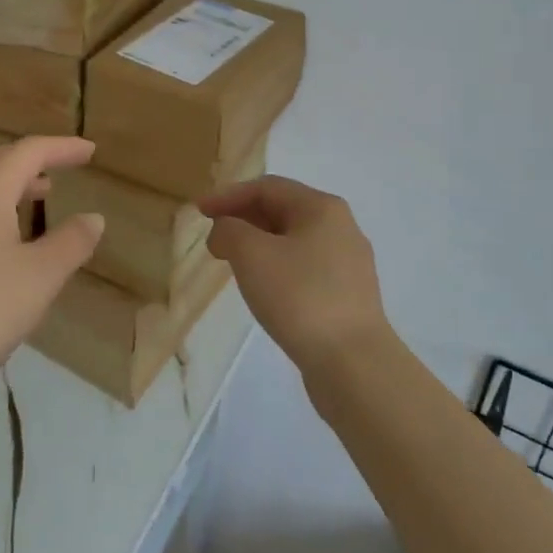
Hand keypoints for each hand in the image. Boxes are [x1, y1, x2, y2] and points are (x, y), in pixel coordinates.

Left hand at [0, 137, 104, 399]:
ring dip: (9, 182)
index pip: (28, 152)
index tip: (90, 150)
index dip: (62, 147)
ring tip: (37, 199)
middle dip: (30, 158)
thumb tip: (93, 217)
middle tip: (59, 169)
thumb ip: (71, 242)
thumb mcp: (41, 277)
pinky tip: (2, 243)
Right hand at [200, 176, 389, 377]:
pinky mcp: (348, 296)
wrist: (354, 364)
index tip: (199, 212)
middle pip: (283, 210)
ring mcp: (348, 263)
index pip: (267, 187)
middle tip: (214, 239)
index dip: (228, 196)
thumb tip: (226, 230)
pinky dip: (277, 267)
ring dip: (258, 245)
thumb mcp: (252, 254)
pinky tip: (264, 289)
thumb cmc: (300, 297)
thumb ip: (230, 230)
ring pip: (293, 241)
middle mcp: (341, 227)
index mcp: (322, 207)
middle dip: (243, 219)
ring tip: (233, 263)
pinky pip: (305, 267)